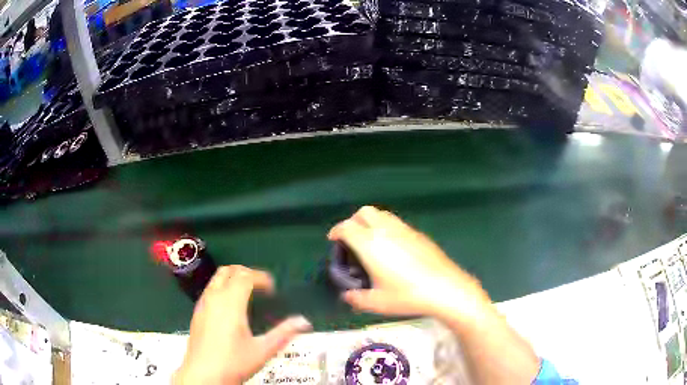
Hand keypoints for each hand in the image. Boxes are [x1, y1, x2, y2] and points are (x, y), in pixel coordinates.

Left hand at [174, 265, 311, 384]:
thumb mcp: (262, 350)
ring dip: (232, 279)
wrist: (202, 375)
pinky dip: (222, 288)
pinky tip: (229, 308)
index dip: (261, 278)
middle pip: (228, 271)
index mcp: (231, 303)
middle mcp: (214, 297)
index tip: (273, 289)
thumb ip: (283, 333)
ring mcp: (202, 304)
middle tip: (261, 287)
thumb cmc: (233, 363)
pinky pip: (209, 290)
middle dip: (246, 273)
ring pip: (216, 279)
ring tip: (247, 295)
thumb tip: (304, 321)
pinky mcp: (196, 313)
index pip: (245, 276)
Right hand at [330, 207, 539, 383]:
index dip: (336, 231)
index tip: (333, 240)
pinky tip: (392, 248)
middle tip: (351, 239)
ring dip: (370, 222)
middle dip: (353, 221)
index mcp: (371, 244)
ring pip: (381, 214)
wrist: (446, 289)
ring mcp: (404, 229)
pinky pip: (396, 222)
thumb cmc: (407, 296)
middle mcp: (386, 230)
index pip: (347, 227)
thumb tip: (348, 296)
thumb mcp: (377, 302)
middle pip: (364, 212)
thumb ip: (356, 298)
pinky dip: (386, 227)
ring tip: (370, 242)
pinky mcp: (418, 234)